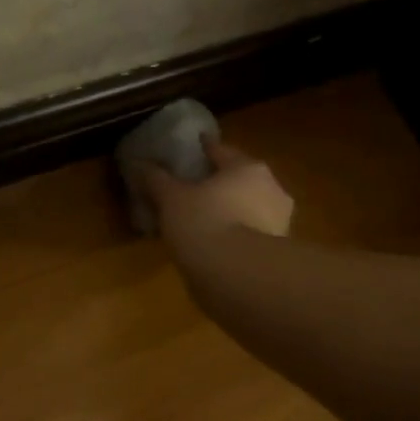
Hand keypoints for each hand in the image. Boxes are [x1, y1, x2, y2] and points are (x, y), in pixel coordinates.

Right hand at [138, 136, 294, 245]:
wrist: (237, 275)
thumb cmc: (203, 223)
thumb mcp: (171, 199)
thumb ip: (157, 180)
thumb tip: (140, 164)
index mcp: (247, 168)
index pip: (222, 151)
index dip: (206, 148)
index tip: (198, 144)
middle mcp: (271, 189)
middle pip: (242, 180)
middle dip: (224, 183)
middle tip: (201, 187)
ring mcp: (279, 222)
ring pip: (251, 209)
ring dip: (234, 211)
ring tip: (209, 220)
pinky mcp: (277, 253)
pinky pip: (252, 235)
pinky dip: (238, 236)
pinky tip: (221, 245)